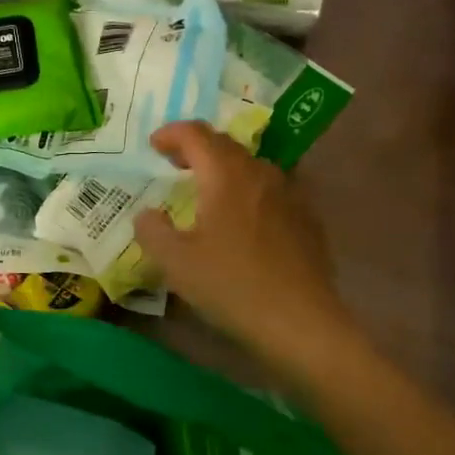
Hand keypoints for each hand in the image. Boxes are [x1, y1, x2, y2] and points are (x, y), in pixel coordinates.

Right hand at [135, 122, 351, 369]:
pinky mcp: (307, 218)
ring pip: (252, 167)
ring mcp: (290, 194)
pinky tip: (244, 220)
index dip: (171, 134)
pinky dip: (249, 191)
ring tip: (208, 190)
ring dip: (225, 169)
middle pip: (226, 145)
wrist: (300, 321)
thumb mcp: (175, 262)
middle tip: (175, 164)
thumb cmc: (231, 286)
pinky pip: (272, 190)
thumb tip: (147, 213)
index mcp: (226, 175)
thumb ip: (152, 230)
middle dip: (197, 148)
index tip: (154, 145)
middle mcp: (260, 173)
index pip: (196, 135)